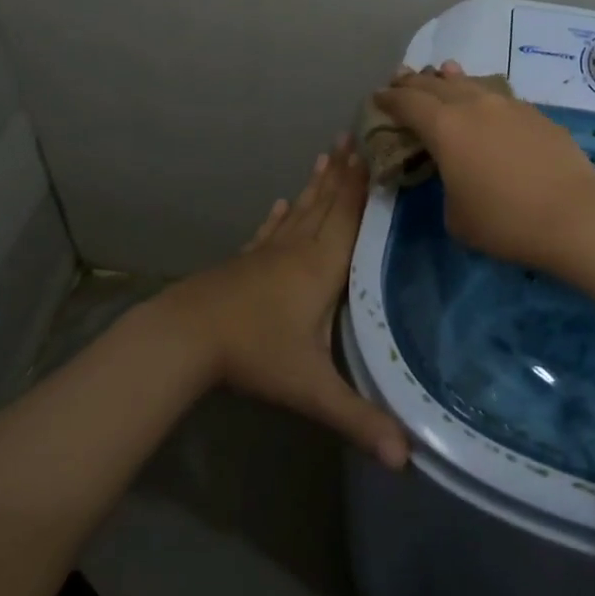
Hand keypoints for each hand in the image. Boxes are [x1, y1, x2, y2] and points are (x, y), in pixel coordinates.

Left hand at [161, 140, 409, 468]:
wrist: (187, 337)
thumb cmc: (255, 354)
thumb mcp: (312, 389)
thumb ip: (359, 419)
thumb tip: (408, 460)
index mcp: (322, 267)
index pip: (350, 217)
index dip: (365, 185)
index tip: (376, 150)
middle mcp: (299, 250)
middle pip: (327, 204)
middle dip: (344, 172)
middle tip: (355, 135)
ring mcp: (268, 253)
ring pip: (301, 210)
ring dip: (317, 184)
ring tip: (327, 155)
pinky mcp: (245, 262)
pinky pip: (270, 230)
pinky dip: (279, 214)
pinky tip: (281, 201)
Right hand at [375, 62, 594, 269]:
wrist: (574, 214)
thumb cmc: (505, 221)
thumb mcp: (456, 216)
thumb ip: (446, 186)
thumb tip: (456, 174)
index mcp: (445, 126)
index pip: (408, 103)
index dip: (389, 98)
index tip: (378, 96)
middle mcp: (473, 104)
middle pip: (436, 85)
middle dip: (415, 82)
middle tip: (401, 79)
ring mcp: (508, 104)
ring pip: (470, 83)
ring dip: (450, 79)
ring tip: (441, 72)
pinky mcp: (535, 113)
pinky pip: (497, 95)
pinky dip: (481, 94)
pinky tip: (485, 101)